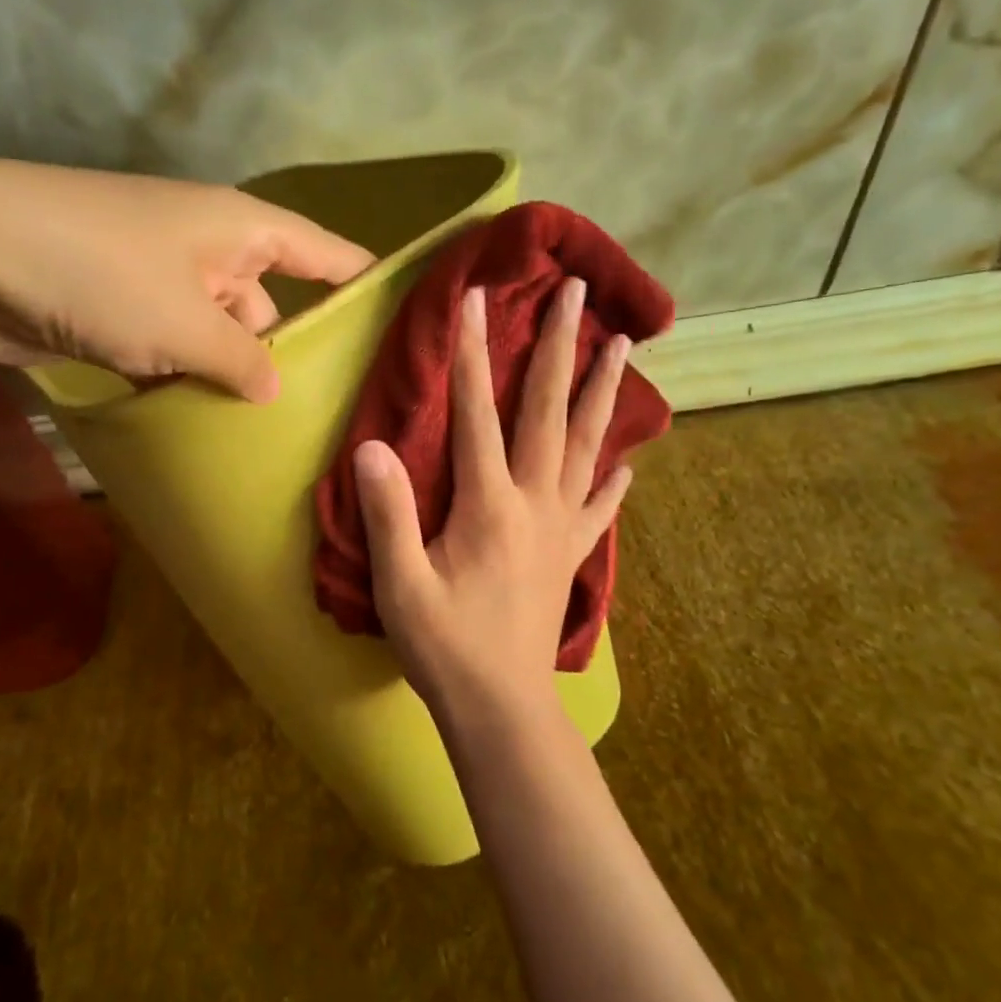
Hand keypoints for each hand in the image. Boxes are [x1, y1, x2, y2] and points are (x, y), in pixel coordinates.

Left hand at [0, 158, 372, 400]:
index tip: (404, 323)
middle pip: (273, 303)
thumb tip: (274, 388)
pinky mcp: (123, 312)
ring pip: (221, 334)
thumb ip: (241, 359)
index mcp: (240, 230)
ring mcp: (164, 281)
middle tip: (330, 415)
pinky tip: (207, 426)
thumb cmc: (99, 272)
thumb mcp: (185, 323)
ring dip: (233, 375)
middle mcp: (210, 249)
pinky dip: (187, 381)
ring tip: (273, 434)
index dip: (364, 284)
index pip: (324, 253)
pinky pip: (175, 350)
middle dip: (293, 353)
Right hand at [353, 277, 632, 717]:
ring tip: (621, 347)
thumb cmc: (445, 647)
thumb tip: (373, 447)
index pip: (478, 413)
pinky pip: (598, 508)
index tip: (475, 299)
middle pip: (548, 411)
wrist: (502, 708)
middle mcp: (534, 503)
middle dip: (559, 347)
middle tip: (578, 293)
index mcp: (489, 504)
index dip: (473, 354)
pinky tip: (628, 465)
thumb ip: (388, 514)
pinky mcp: (570, 556)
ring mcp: (560, 528)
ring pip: (586, 446)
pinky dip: (612, 481)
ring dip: (602, 392)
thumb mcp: (400, 584)